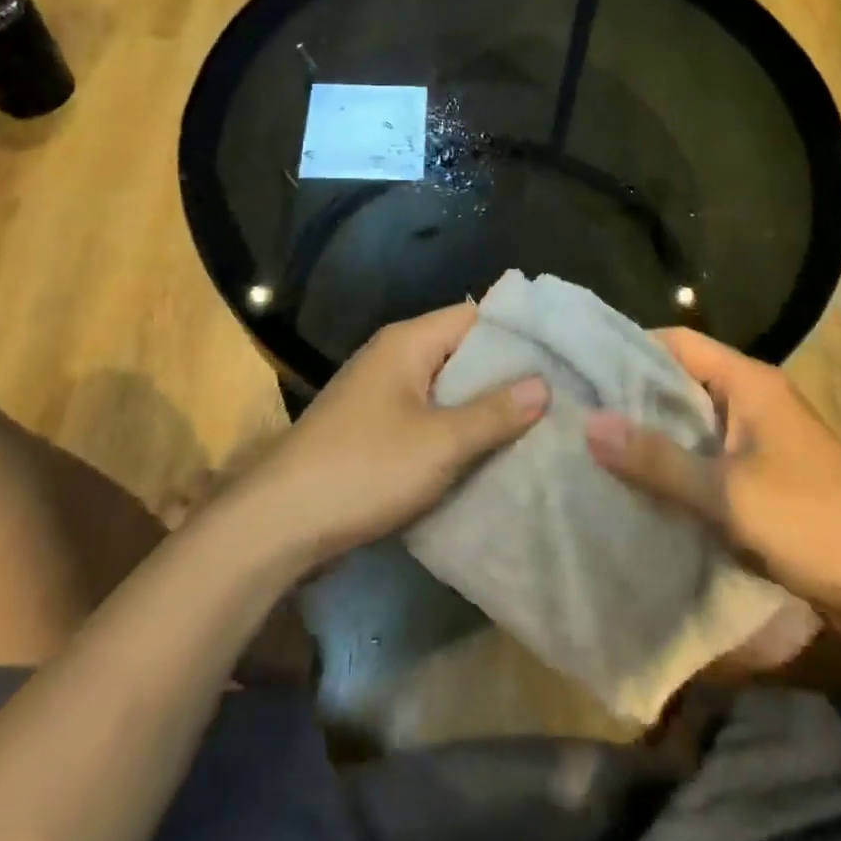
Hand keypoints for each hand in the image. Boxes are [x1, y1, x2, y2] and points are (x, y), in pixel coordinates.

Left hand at [252, 304, 547, 567]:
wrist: (279, 524)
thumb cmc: (363, 470)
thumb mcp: (440, 443)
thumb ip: (494, 412)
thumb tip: (543, 384)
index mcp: (408, 342)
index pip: (475, 316)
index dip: (517, 333)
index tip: (561, 355)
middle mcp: (394, 357)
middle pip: (462, 351)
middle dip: (506, 374)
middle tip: (558, 396)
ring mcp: (381, 393)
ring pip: (446, 388)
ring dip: (482, 406)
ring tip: (536, 425)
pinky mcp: (374, 428)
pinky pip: (427, 416)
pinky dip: (456, 428)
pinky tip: (488, 452)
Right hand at [584, 329, 840, 621]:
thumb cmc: (812, 524)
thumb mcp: (727, 494)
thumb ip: (658, 460)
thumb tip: (590, 424)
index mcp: (749, 382)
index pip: (677, 341)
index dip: (629, 348)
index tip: (582, 367)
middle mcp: (755, 396)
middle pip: (682, 377)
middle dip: (634, 393)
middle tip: (579, 408)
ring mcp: (762, 434)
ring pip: (693, 417)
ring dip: (654, 429)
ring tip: (598, 442)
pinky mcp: (765, 469)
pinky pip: (709, 449)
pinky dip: (678, 458)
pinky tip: (643, 478)